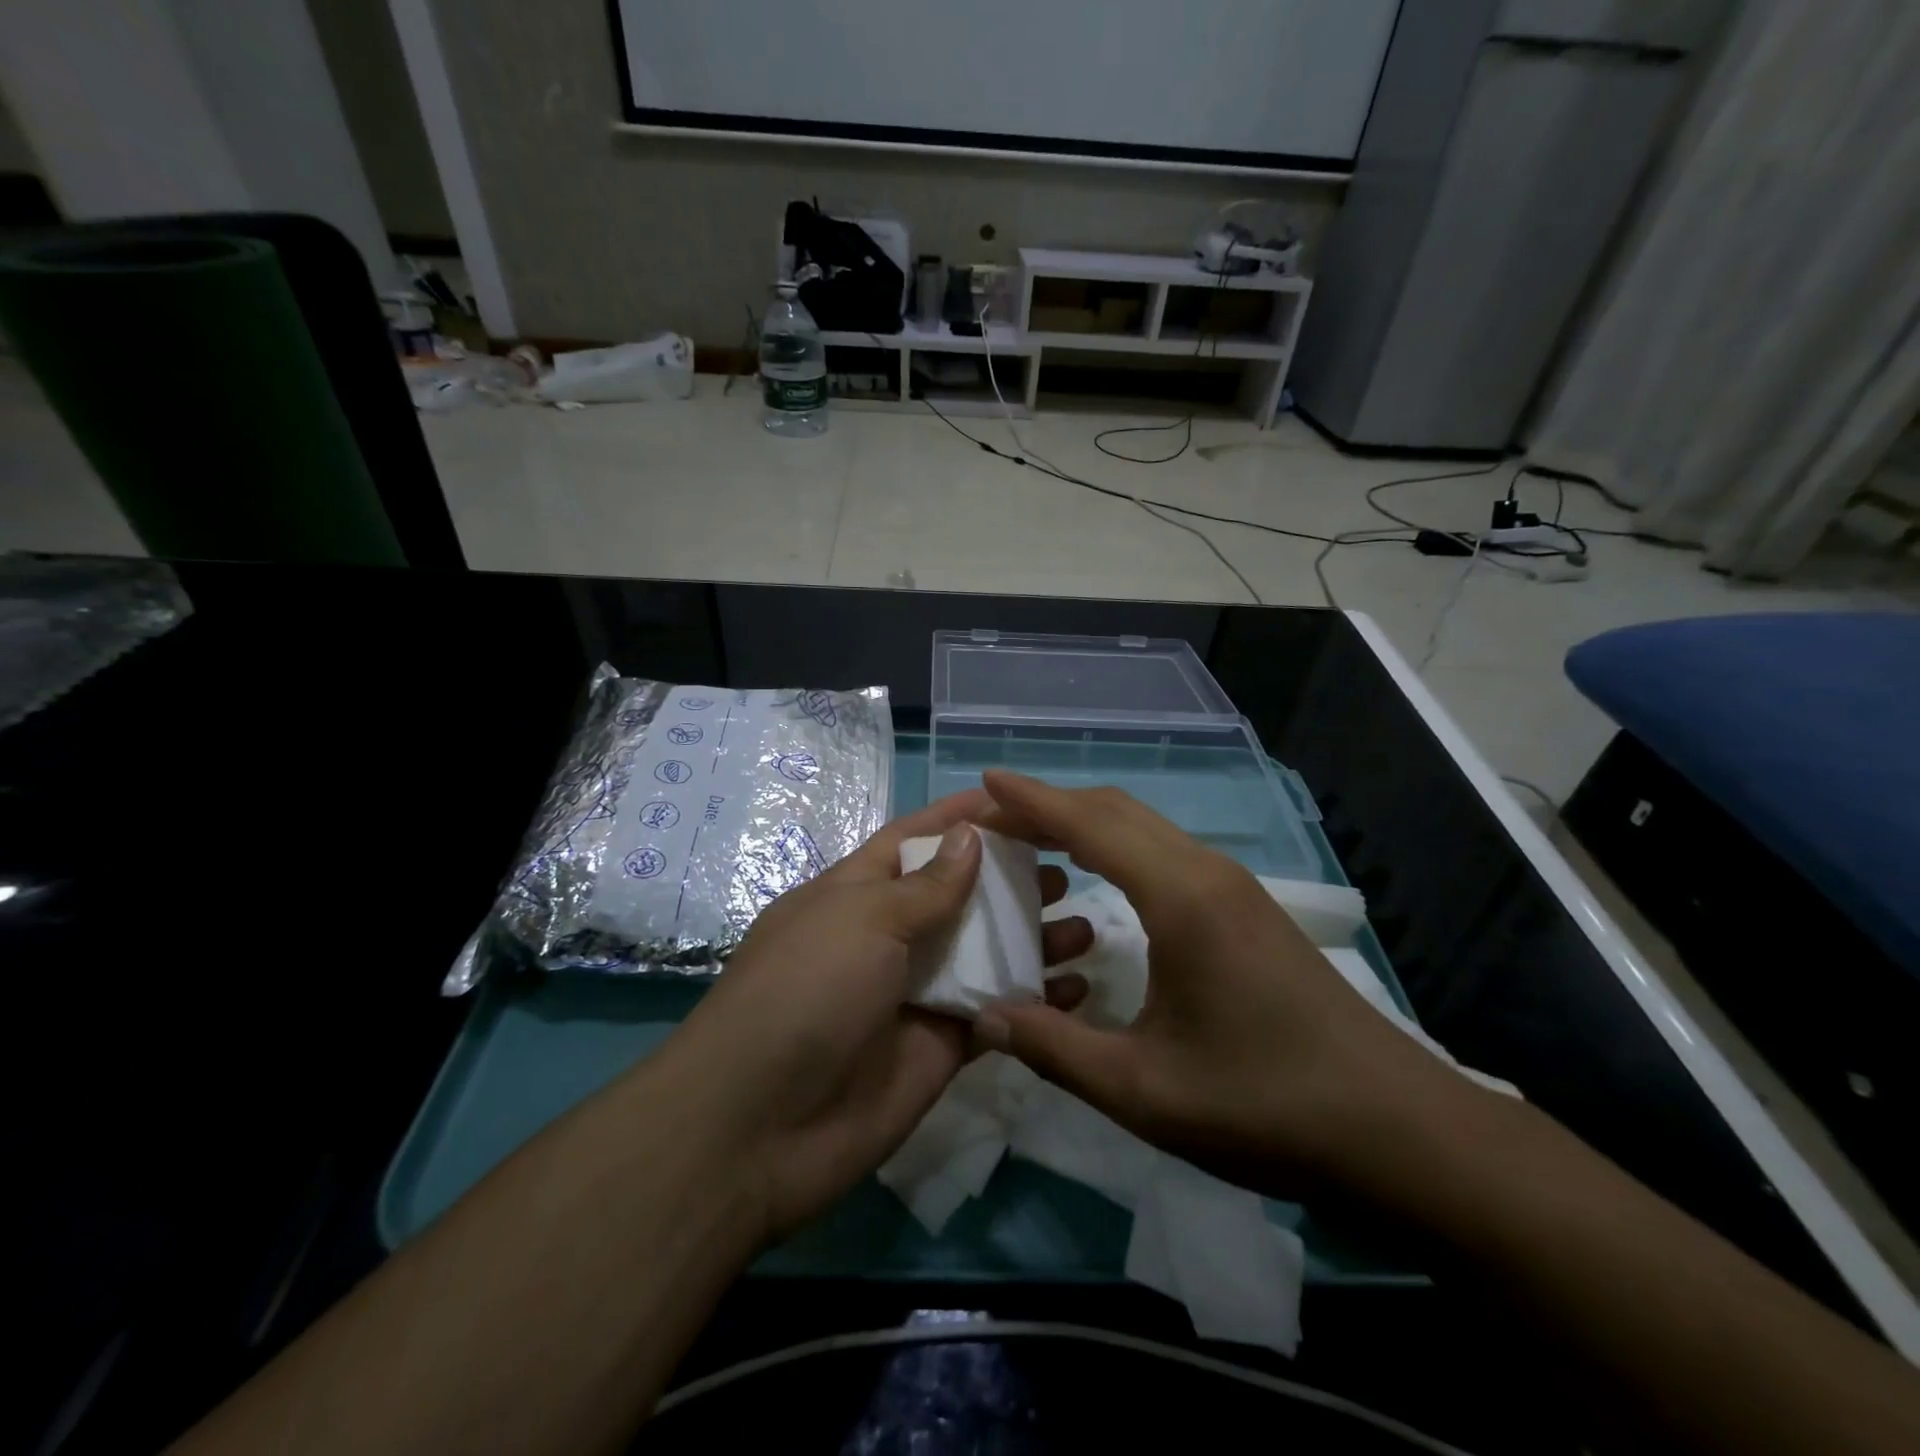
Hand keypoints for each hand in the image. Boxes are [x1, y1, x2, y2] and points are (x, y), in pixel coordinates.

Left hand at [665, 789, 1093, 1242]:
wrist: (758, 1128)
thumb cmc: (806, 992)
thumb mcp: (862, 920)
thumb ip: (925, 886)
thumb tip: (970, 836)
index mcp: (856, 893)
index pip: (914, 840)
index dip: (960, 819)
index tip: (1018, 803)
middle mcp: (888, 937)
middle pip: (959, 896)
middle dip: (1009, 880)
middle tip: (1066, 872)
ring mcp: (915, 993)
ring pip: (985, 954)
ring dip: (1032, 939)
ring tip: (1084, 926)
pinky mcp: (941, 1046)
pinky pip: (995, 1013)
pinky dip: (1034, 1001)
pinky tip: (1079, 990)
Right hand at [972, 771, 1471, 1197]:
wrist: (1396, 1129)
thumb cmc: (1266, 1105)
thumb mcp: (1144, 1090)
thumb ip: (1056, 1049)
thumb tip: (984, 1016)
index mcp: (1180, 898)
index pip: (1091, 824)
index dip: (1032, 799)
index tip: (985, 779)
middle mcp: (1206, 873)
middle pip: (1117, 811)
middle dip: (1052, 804)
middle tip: (995, 818)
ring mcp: (1233, 887)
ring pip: (1144, 828)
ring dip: (1085, 823)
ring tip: (1032, 842)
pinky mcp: (1246, 908)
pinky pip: (1166, 852)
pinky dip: (1116, 847)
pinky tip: (1097, 881)